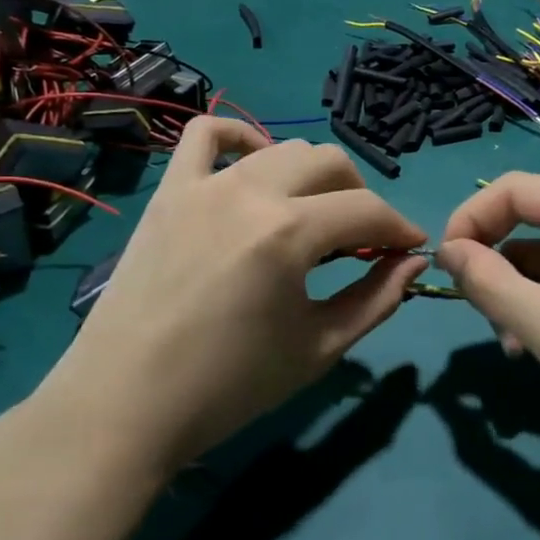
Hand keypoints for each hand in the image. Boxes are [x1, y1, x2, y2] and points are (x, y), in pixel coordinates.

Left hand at [34, 118, 426, 476]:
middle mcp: (250, 191)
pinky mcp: (169, 191)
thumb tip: (414, 262)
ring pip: (281, 148)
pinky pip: (206, 135)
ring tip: (313, 214)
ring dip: (313, 175)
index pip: (367, 211)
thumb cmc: (229, 386)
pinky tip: (255, 165)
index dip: (400, 228)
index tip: (411, 248)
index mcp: (289, 233)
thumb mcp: (318, 348)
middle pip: (329, 163)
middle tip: (362, 239)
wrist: (126, 404)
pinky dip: (240, 137)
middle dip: (361, 197)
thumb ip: (376, 299)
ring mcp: (203, 185)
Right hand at [437, 174, 539, 477]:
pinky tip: (533, 351)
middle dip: (493, 264)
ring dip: (514, 297)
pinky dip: (539, 312)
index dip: (472, 217)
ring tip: (513, 346)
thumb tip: (446, 251)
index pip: (516, 189)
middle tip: (477, 310)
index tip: (444, 264)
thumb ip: (492, 286)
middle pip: (528, 224)